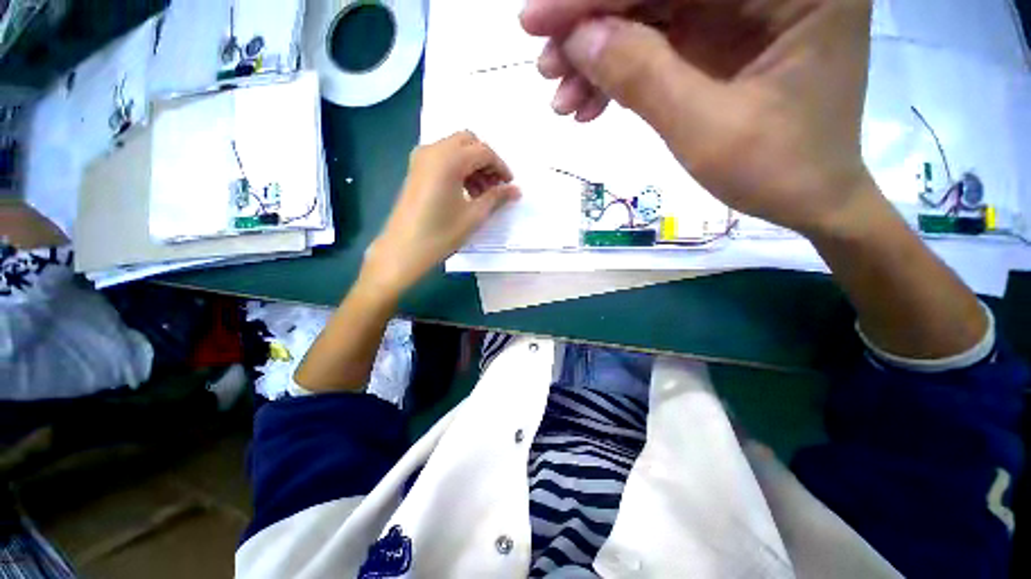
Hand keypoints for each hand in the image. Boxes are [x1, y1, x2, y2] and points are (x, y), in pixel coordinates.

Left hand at [363, 132, 519, 294]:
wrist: (403, 249)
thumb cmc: (440, 234)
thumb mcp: (474, 216)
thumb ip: (496, 198)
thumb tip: (516, 190)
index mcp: (449, 159)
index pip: (483, 151)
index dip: (500, 167)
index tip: (509, 184)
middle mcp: (433, 150)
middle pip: (468, 142)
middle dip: (486, 161)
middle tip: (495, 185)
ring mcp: (421, 158)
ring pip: (455, 148)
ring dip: (472, 164)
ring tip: (481, 193)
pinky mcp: (416, 169)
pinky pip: (442, 158)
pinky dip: (458, 168)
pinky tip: (465, 192)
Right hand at [521, 0, 876, 236]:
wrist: (807, 200)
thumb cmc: (777, 171)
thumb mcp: (707, 130)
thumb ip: (644, 77)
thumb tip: (578, 39)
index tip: (537, 20)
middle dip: (592, 23)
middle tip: (546, 65)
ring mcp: (742, 8)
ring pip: (650, 12)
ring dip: (598, 54)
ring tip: (563, 99)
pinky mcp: (720, 38)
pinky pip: (656, 43)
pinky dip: (617, 73)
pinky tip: (588, 105)